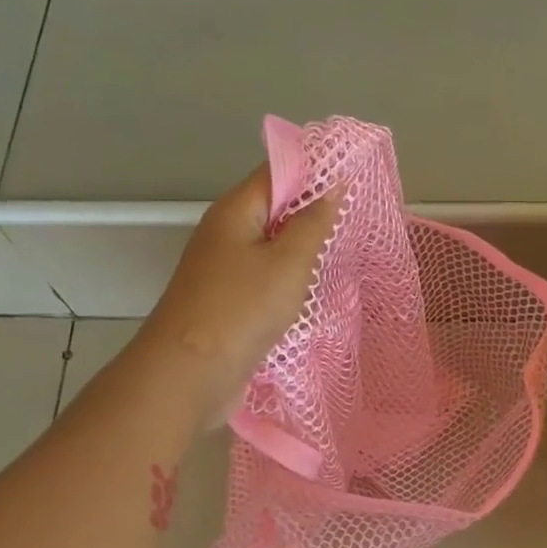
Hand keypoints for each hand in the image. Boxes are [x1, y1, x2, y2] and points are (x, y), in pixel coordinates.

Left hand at [138, 166, 340, 422]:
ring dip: (303, 254)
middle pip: (273, 211)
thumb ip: (313, 223)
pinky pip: (265, 282)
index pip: (277, 173)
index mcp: (234, 211)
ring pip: (271, 250)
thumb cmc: (241, 310)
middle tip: (357, 224)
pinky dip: (289, 284)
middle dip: (313, 215)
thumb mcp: (288, 262)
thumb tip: (332, 185)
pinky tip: (314, 295)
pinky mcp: (228, 304)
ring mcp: (223, 272)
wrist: (189, 375)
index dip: (315, 172)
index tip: (356, 181)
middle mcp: (225, 234)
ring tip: (344, 257)